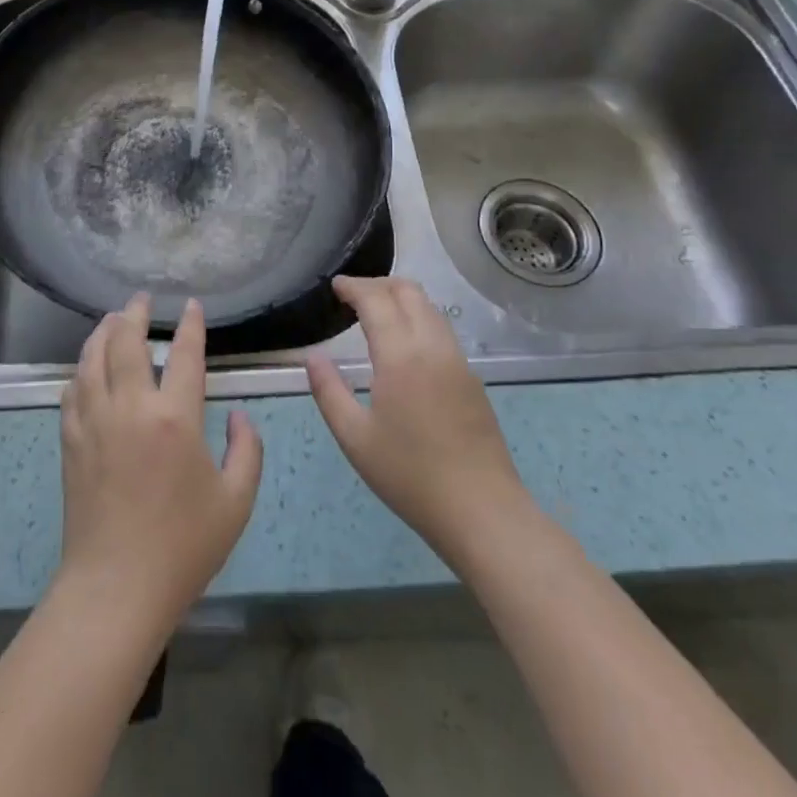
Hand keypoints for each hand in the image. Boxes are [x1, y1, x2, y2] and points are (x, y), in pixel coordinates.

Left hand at [55, 295, 262, 637]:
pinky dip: (81, 369)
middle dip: (134, 313)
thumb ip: (247, 450)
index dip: (189, 325)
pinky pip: (72, 390)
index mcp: (175, 418)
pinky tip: (87, 368)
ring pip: (92, 358)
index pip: (183, 354)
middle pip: (126, 342)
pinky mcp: (70, 441)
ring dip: (102, 332)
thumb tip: (240, 414)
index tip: (190, 305)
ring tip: (111, 319)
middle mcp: (130, 407)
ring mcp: (94, 421)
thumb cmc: (183, 546)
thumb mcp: (236, 502)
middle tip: (140, 299)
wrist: (116, 588)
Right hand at [307, 276, 538, 572]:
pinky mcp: (472, 378)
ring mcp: (458, 360)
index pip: (376, 300)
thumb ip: (329, 391)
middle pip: (408, 292)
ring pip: (429, 308)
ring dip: (401, 298)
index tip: (335, 286)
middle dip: (378, 284)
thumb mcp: (355, 438)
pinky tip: (403, 343)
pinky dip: (418, 318)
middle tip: (352, 296)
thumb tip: (313, 357)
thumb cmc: (410, 476)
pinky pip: (441, 330)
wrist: (482, 511)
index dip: (353, 287)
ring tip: (375, 313)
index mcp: (401, 356)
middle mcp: (433, 346)